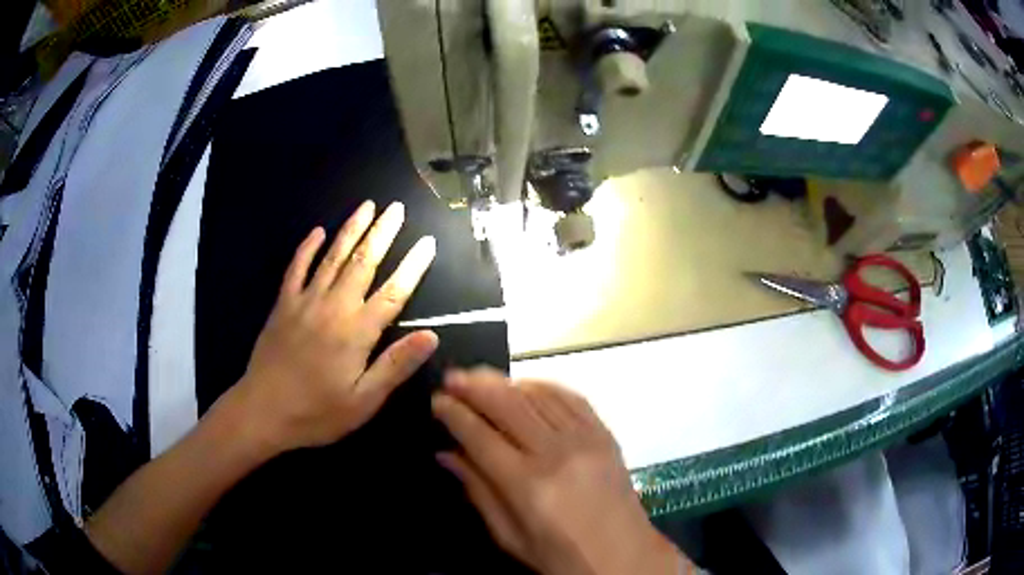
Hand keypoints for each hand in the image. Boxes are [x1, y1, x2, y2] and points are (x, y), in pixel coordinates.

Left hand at [230, 200, 438, 456]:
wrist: (263, 410)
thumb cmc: (317, 412)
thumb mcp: (363, 400)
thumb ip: (395, 365)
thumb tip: (431, 335)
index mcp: (356, 332)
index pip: (393, 292)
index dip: (413, 266)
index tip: (428, 242)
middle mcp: (333, 307)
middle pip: (363, 262)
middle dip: (382, 233)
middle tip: (397, 208)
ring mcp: (305, 301)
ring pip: (332, 257)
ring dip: (351, 230)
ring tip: (367, 206)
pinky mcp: (283, 304)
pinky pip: (296, 268)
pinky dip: (306, 248)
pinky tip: (316, 231)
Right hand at [432, 368, 687, 574]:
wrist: (624, 557)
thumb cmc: (561, 556)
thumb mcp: (509, 536)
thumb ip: (477, 491)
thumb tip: (447, 455)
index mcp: (527, 484)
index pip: (479, 435)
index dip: (453, 413)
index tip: (437, 401)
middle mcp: (556, 452)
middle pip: (507, 403)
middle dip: (473, 385)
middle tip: (452, 378)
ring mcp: (585, 439)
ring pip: (537, 394)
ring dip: (505, 381)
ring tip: (482, 378)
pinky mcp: (605, 434)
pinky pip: (571, 397)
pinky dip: (544, 386)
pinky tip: (526, 387)